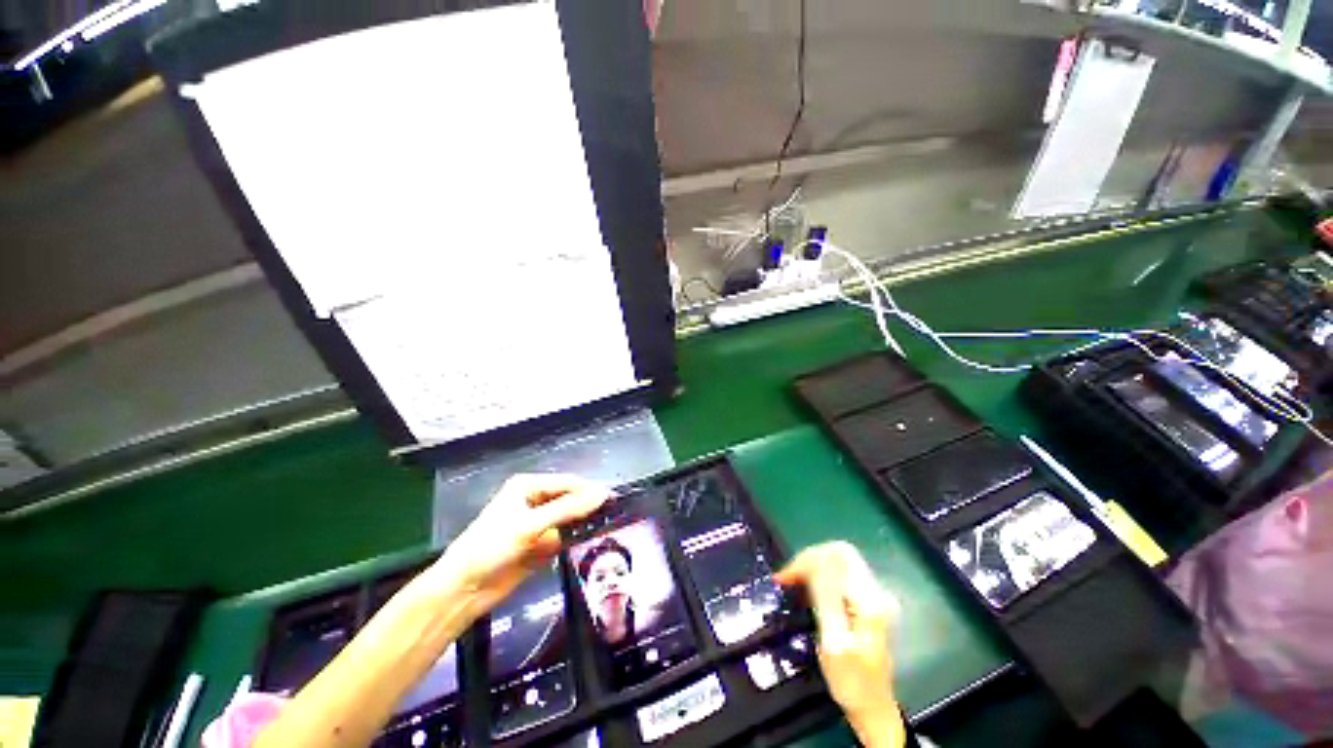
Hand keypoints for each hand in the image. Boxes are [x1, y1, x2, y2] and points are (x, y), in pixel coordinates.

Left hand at [427, 474, 609, 620]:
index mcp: (529, 486)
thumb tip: (602, 494)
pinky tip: (591, 542)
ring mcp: (539, 523)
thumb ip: (567, 509)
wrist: (464, 590)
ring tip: (609, 527)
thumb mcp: (530, 525)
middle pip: (570, 499)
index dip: (590, 490)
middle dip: (588, 507)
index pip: (568, 483)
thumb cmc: (491, 547)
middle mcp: (535, 500)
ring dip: (584, 523)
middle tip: (615, 514)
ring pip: (570, 518)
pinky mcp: (541, 544)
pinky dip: (575, 539)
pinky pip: (565, 536)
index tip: (614, 500)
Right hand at [774, 541, 902, 747]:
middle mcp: (872, 591)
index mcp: (868, 598)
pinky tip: (802, 590)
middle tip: (785, 578)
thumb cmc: (852, 681)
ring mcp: (868, 597)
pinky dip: (815, 578)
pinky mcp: (861, 604)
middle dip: (807, 560)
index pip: (838, 554)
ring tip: (788, 582)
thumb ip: (826, 598)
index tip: (788, 576)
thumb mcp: (835, 641)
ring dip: (809, 567)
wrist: (872, 709)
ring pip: (834, 563)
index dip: (810, 557)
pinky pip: (835, 577)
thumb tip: (814, 562)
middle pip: (836, 554)